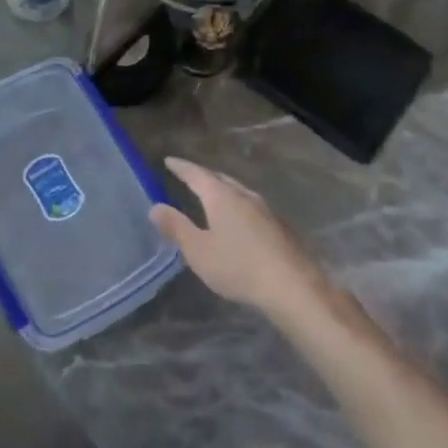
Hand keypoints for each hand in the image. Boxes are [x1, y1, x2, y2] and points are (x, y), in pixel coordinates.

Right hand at [149, 157, 328, 317]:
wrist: (292, 286)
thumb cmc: (237, 266)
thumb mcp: (198, 250)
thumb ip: (176, 227)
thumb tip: (155, 206)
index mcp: (221, 196)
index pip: (196, 174)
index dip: (181, 167)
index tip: (169, 161)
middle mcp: (245, 195)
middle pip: (221, 179)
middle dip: (204, 177)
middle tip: (190, 177)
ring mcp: (266, 210)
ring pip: (239, 192)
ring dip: (224, 191)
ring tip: (213, 197)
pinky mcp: (280, 227)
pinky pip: (252, 207)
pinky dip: (239, 207)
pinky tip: (240, 222)